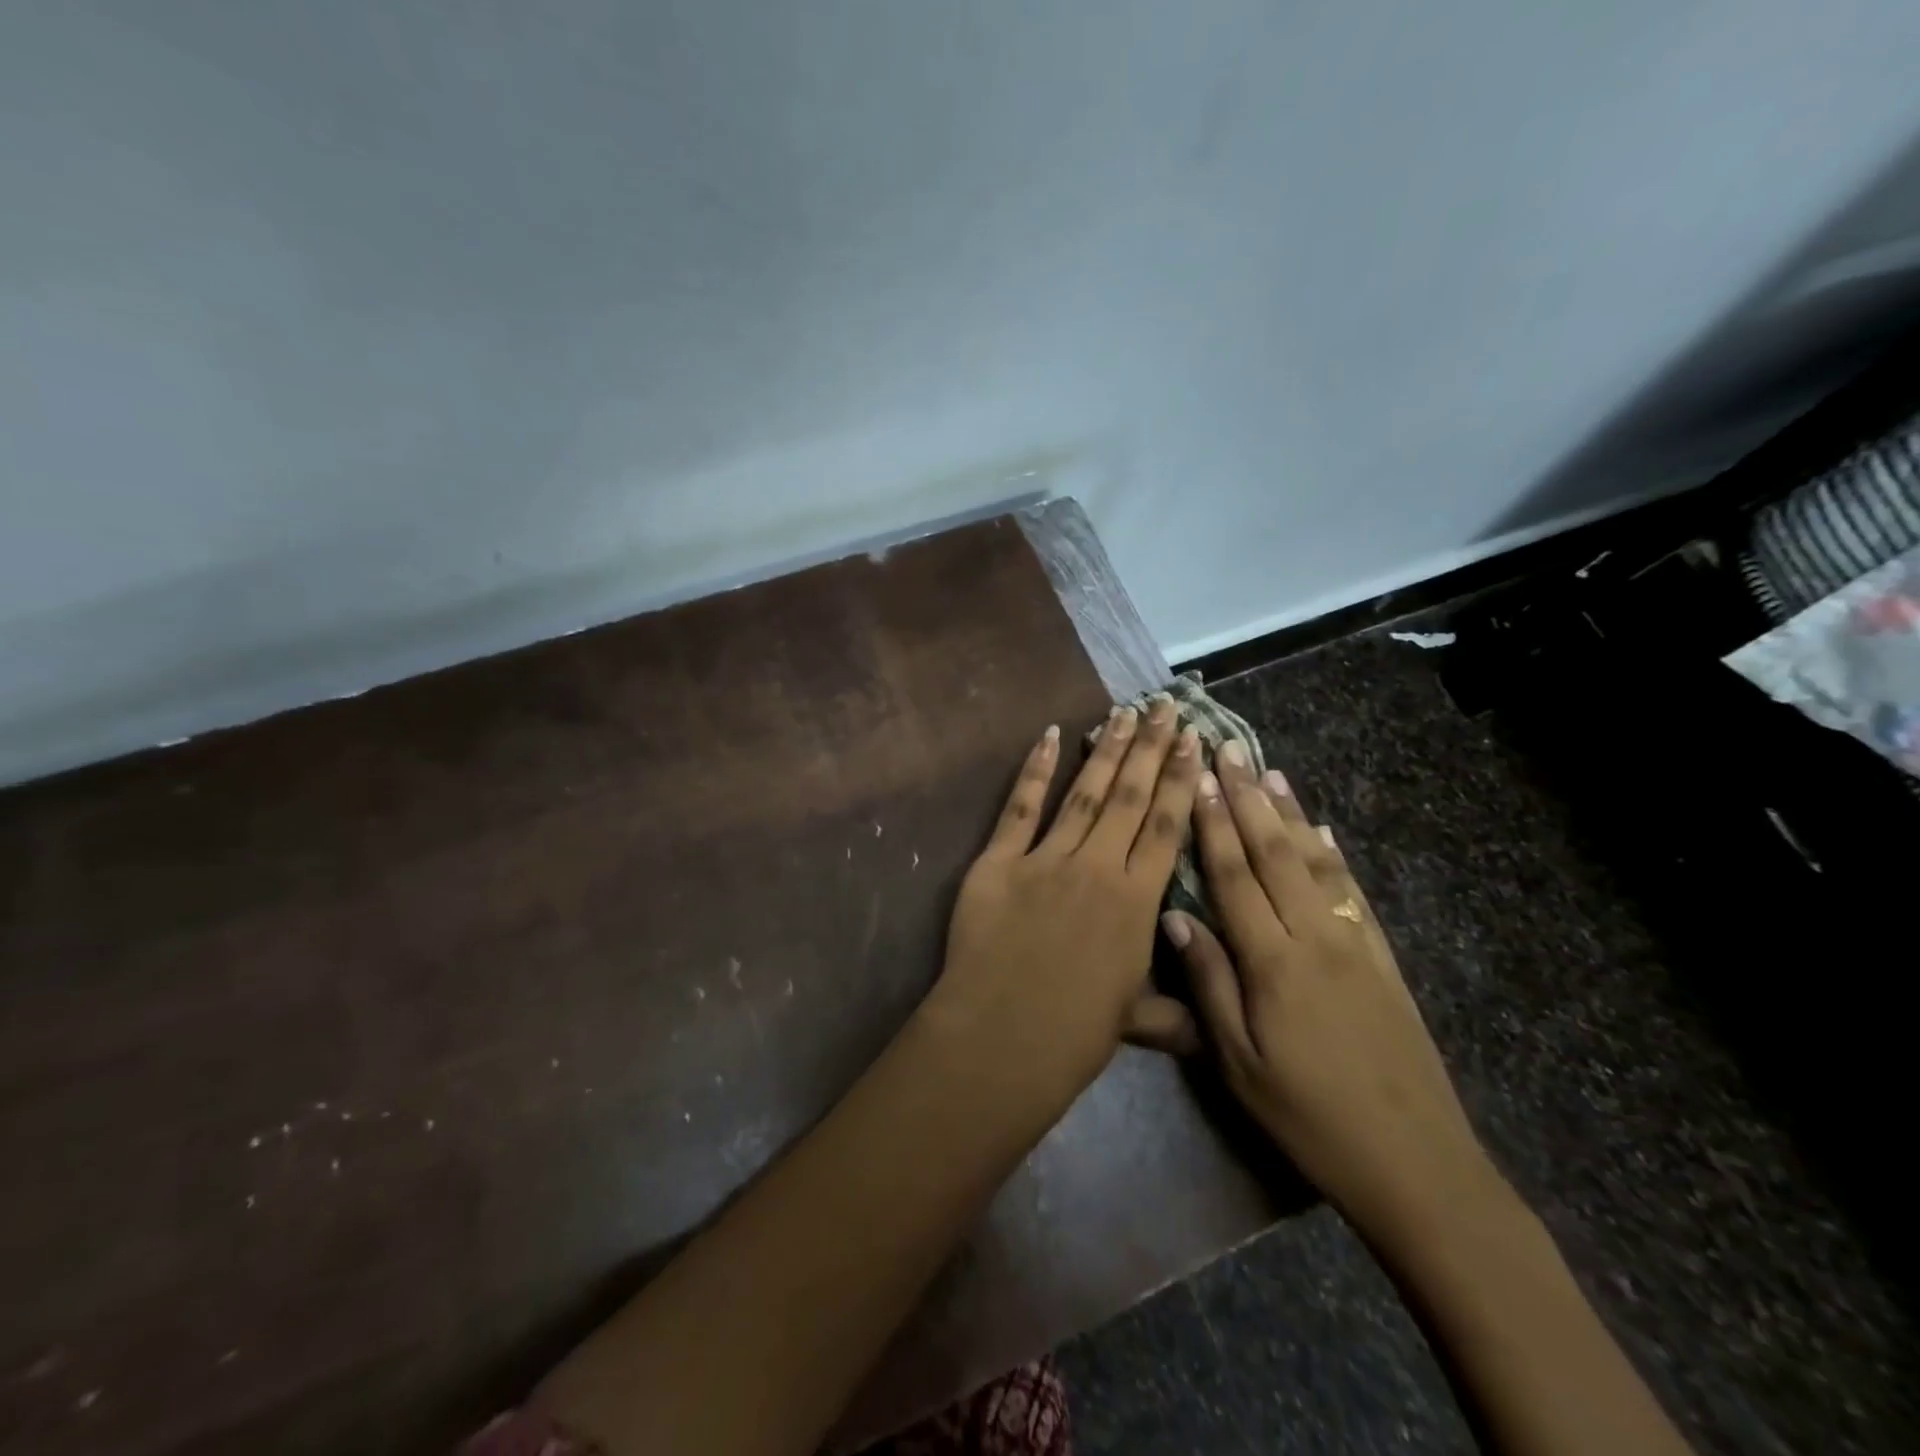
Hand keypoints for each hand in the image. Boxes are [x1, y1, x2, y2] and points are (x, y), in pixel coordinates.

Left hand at [920, 698, 1201, 1115]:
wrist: (1001, 1038)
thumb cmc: (1073, 1035)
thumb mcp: (1134, 1021)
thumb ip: (1171, 1011)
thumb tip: (1206, 1025)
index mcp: (1138, 903)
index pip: (1168, 828)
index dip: (1183, 782)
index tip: (1196, 742)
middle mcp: (1098, 868)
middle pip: (1131, 797)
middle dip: (1152, 748)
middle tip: (1165, 706)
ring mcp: (1046, 859)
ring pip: (1085, 792)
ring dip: (1107, 750)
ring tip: (1124, 712)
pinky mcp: (998, 861)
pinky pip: (1020, 807)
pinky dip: (1035, 770)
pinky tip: (1050, 735)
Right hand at [1164, 745, 1500, 1245]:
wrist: (1417, 1165)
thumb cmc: (1308, 1117)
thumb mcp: (1238, 1063)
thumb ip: (1208, 983)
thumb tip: (1174, 916)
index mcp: (1273, 962)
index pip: (1234, 876)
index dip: (1211, 824)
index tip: (1195, 778)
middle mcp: (1316, 937)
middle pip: (1275, 853)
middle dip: (1247, 798)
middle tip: (1229, 750)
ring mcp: (1356, 945)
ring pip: (1316, 862)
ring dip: (1289, 813)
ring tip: (1270, 771)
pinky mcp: (1384, 961)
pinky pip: (1354, 893)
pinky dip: (1334, 854)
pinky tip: (1324, 831)